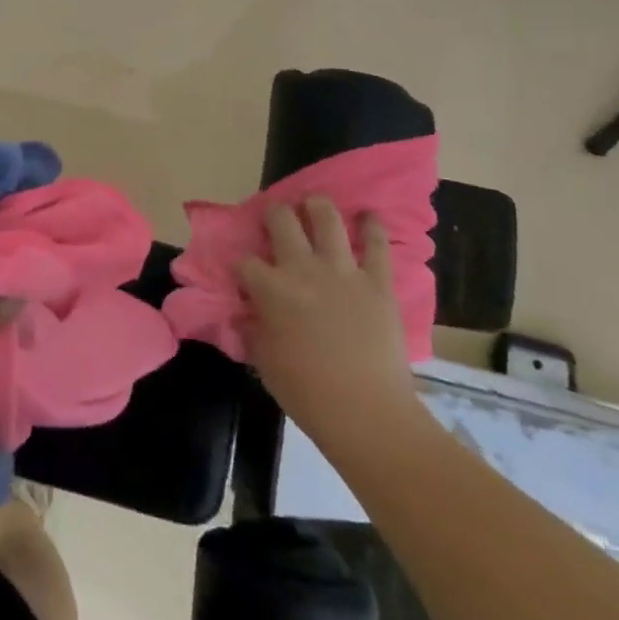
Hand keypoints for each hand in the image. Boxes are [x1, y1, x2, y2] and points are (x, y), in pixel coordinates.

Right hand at [235, 199, 419, 455]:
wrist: (368, 415)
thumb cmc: (307, 394)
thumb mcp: (264, 362)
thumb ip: (253, 329)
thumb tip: (247, 314)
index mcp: (271, 289)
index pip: (245, 262)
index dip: (241, 266)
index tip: (242, 274)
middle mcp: (303, 269)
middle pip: (282, 221)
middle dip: (274, 215)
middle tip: (277, 221)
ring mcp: (343, 272)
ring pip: (326, 219)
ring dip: (317, 206)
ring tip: (314, 205)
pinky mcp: (377, 282)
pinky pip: (377, 245)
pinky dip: (373, 226)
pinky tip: (369, 215)